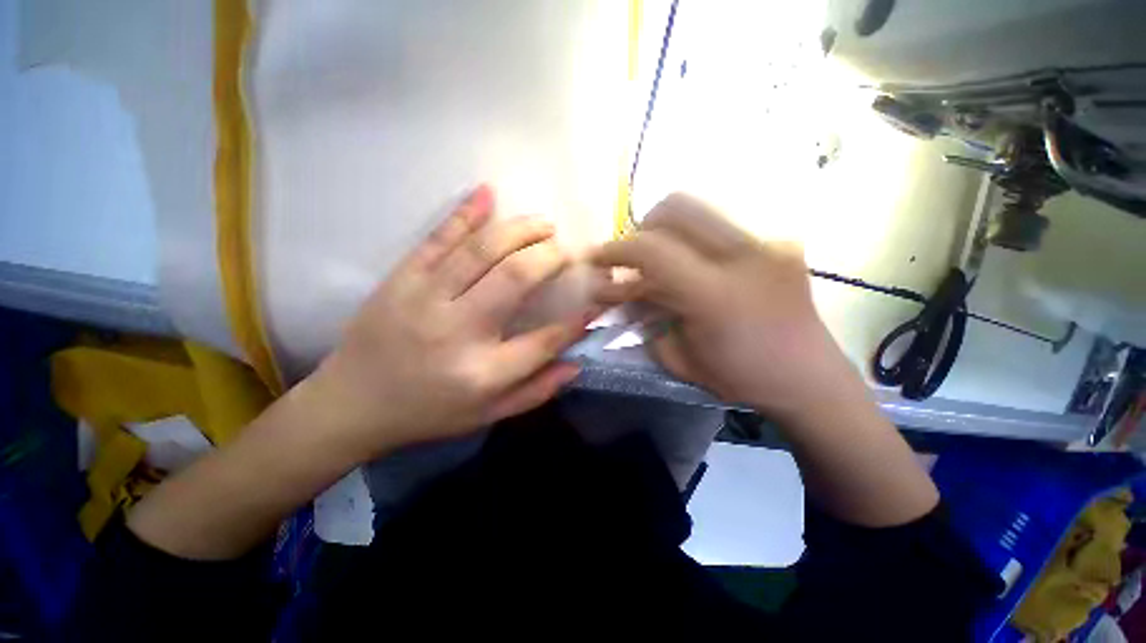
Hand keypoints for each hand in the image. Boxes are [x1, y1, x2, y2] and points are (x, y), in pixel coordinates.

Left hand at [306, 185, 592, 457]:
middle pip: (516, 279)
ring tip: (545, 224)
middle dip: (551, 258)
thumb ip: (535, 391)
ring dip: (520, 230)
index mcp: (483, 373)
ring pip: (481, 250)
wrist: (351, 404)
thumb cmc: (428, 413)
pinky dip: (464, 213)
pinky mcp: (400, 280)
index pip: (544, 340)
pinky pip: (436, 239)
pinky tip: (488, 193)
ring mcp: (425, 299)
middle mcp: (458, 331)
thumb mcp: (487, 415)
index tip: (595, 301)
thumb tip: (576, 363)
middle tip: (568, 251)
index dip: (576, 320)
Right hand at [593, 193, 850, 417]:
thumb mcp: (679, 358)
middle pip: (676, 208)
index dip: (615, 249)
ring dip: (667, 231)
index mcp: (713, 295)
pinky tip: (695, 265)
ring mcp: (767, 244)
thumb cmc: (740, 378)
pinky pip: (721, 226)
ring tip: (661, 261)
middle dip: (642, 229)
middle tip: (634, 258)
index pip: (651, 249)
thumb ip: (645, 318)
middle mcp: (743, 257)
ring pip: (700, 210)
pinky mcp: (779, 243)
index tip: (597, 258)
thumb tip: (621, 294)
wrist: (810, 379)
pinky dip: (694, 240)